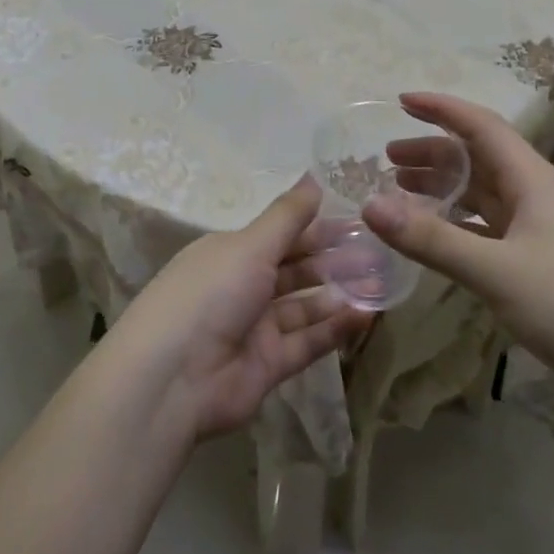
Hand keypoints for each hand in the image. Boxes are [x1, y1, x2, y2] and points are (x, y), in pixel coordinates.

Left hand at [106, 177, 372, 442]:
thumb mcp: (250, 245)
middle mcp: (242, 286)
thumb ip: (287, 216)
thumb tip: (314, 176)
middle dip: (333, 261)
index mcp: (230, 253)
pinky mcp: (268, 365)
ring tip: (381, 282)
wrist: (173, 378)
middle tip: (378, 252)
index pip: (280, 235)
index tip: (357, 220)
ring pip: (305, 306)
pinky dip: (335, 329)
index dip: (316, 227)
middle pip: (295, 270)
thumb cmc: (210, 294)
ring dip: (339, 294)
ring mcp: (255, 328)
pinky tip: (366, 315)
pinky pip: (307, 341)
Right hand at [362, 92, 553, 396]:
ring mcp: (546, 234)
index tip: (401, 100)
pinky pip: (492, 232)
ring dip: (445, 190)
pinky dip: (460, 228)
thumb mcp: (497, 271)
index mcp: (533, 181)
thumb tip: (369, 205)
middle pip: (480, 160)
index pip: (481, 126)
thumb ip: (432, 239)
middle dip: (434, 153)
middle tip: (388, 161)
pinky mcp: (547, 269)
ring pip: (486, 197)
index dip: (442, 109)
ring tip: (404, 194)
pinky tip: (440, 243)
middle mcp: (539, 198)